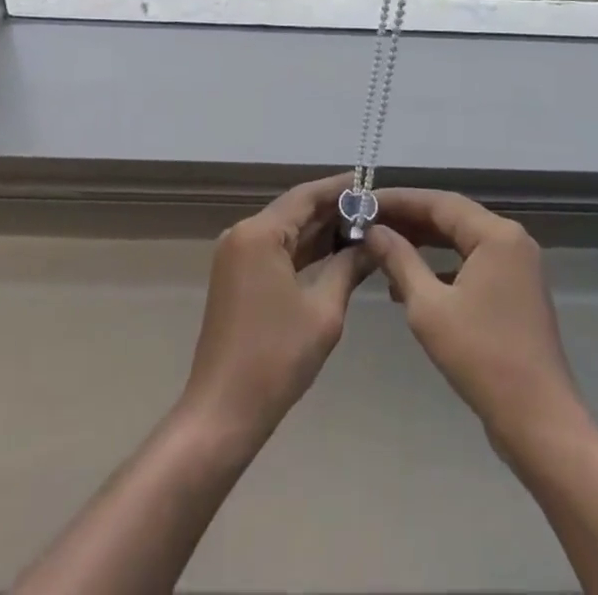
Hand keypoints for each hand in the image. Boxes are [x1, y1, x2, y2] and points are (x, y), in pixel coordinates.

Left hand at [178, 173, 372, 447]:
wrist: (222, 413)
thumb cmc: (275, 359)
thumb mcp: (323, 311)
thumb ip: (349, 267)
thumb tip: (374, 242)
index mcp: (259, 233)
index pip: (306, 195)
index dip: (340, 188)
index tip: (372, 183)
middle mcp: (243, 234)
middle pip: (295, 210)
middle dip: (334, 210)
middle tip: (376, 209)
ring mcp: (237, 255)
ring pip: (286, 231)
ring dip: (320, 231)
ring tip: (364, 228)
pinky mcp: (237, 276)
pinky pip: (276, 251)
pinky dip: (304, 251)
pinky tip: (336, 253)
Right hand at [366, 188, 582, 447]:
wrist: (539, 422)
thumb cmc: (482, 358)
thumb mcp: (428, 307)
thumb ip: (399, 260)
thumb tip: (373, 230)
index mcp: (496, 235)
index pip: (438, 202)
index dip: (399, 200)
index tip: (363, 202)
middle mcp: (511, 240)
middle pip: (451, 217)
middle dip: (409, 221)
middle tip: (368, 223)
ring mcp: (517, 267)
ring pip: (460, 241)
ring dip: (423, 244)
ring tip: (382, 249)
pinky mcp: (515, 292)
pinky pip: (472, 264)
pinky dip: (441, 268)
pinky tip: (410, 284)